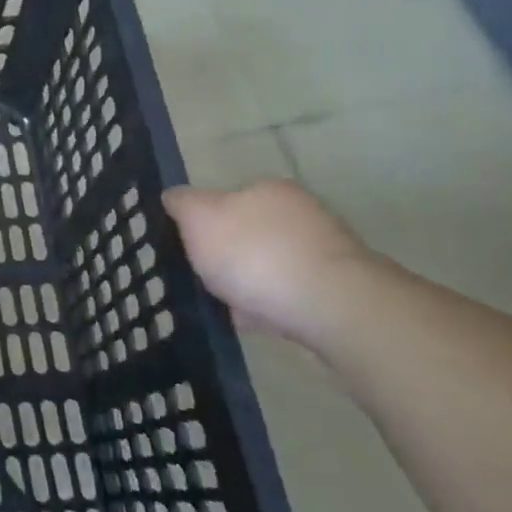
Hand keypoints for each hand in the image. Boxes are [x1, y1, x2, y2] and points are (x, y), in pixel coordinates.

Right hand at [161, 180, 373, 344]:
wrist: (332, 307)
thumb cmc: (255, 254)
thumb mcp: (198, 219)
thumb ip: (181, 203)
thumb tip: (173, 196)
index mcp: (269, 189)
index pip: (226, 198)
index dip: (202, 223)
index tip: (188, 248)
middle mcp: (302, 213)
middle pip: (248, 232)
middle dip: (226, 255)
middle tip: (202, 278)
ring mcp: (324, 252)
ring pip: (268, 265)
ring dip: (247, 283)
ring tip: (224, 306)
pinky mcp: (338, 289)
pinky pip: (287, 294)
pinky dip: (267, 306)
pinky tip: (251, 322)